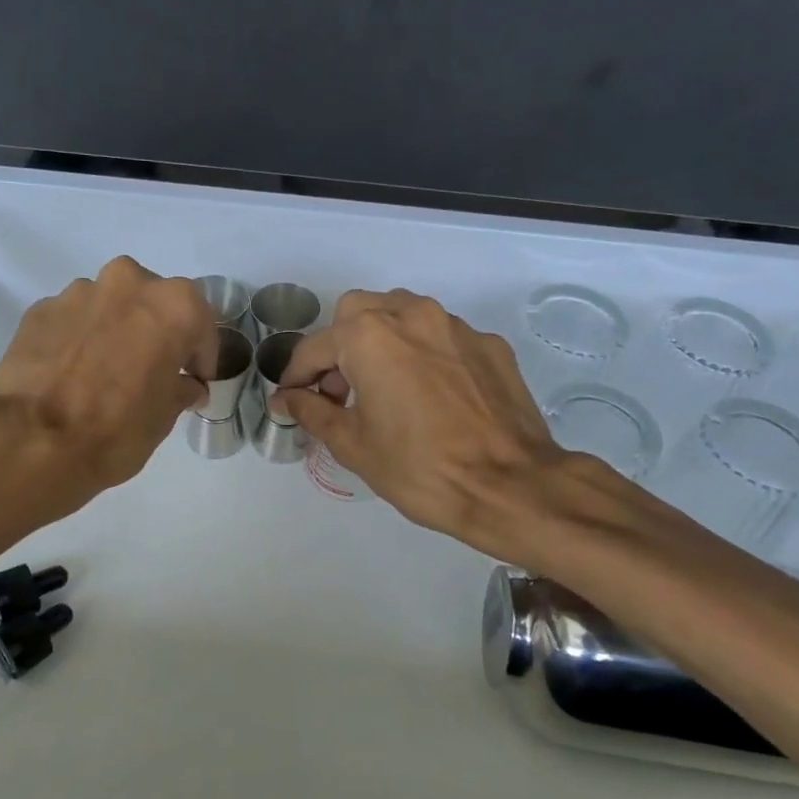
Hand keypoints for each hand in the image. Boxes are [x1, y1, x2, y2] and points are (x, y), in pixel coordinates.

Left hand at [0, 257, 216, 516]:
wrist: (31, 441)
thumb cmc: (117, 429)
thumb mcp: (164, 417)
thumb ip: (180, 389)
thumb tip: (185, 385)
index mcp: (173, 305)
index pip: (201, 325)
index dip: (200, 355)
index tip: (195, 380)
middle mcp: (128, 283)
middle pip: (154, 302)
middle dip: (156, 330)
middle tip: (151, 368)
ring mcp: (79, 292)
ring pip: (110, 305)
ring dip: (115, 329)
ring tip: (105, 370)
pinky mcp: (40, 309)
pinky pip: (74, 319)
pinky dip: (80, 337)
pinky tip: (72, 371)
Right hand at [273, 290, 588, 555]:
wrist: (511, 486)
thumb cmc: (419, 468)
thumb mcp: (353, 444)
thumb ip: (312, 411)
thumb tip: (287, 398)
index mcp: (369, 335)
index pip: (315, 347)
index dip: (296, 376)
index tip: (292, 399)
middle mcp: (411, 314)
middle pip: (357, 312)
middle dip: (339, 345)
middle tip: (339, 390)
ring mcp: (455, 325)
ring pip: (402, 314)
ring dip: (381, 341)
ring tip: (384, 386)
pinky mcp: (489, 343)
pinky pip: (441, 336)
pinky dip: (423, 353)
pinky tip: (431, 394)